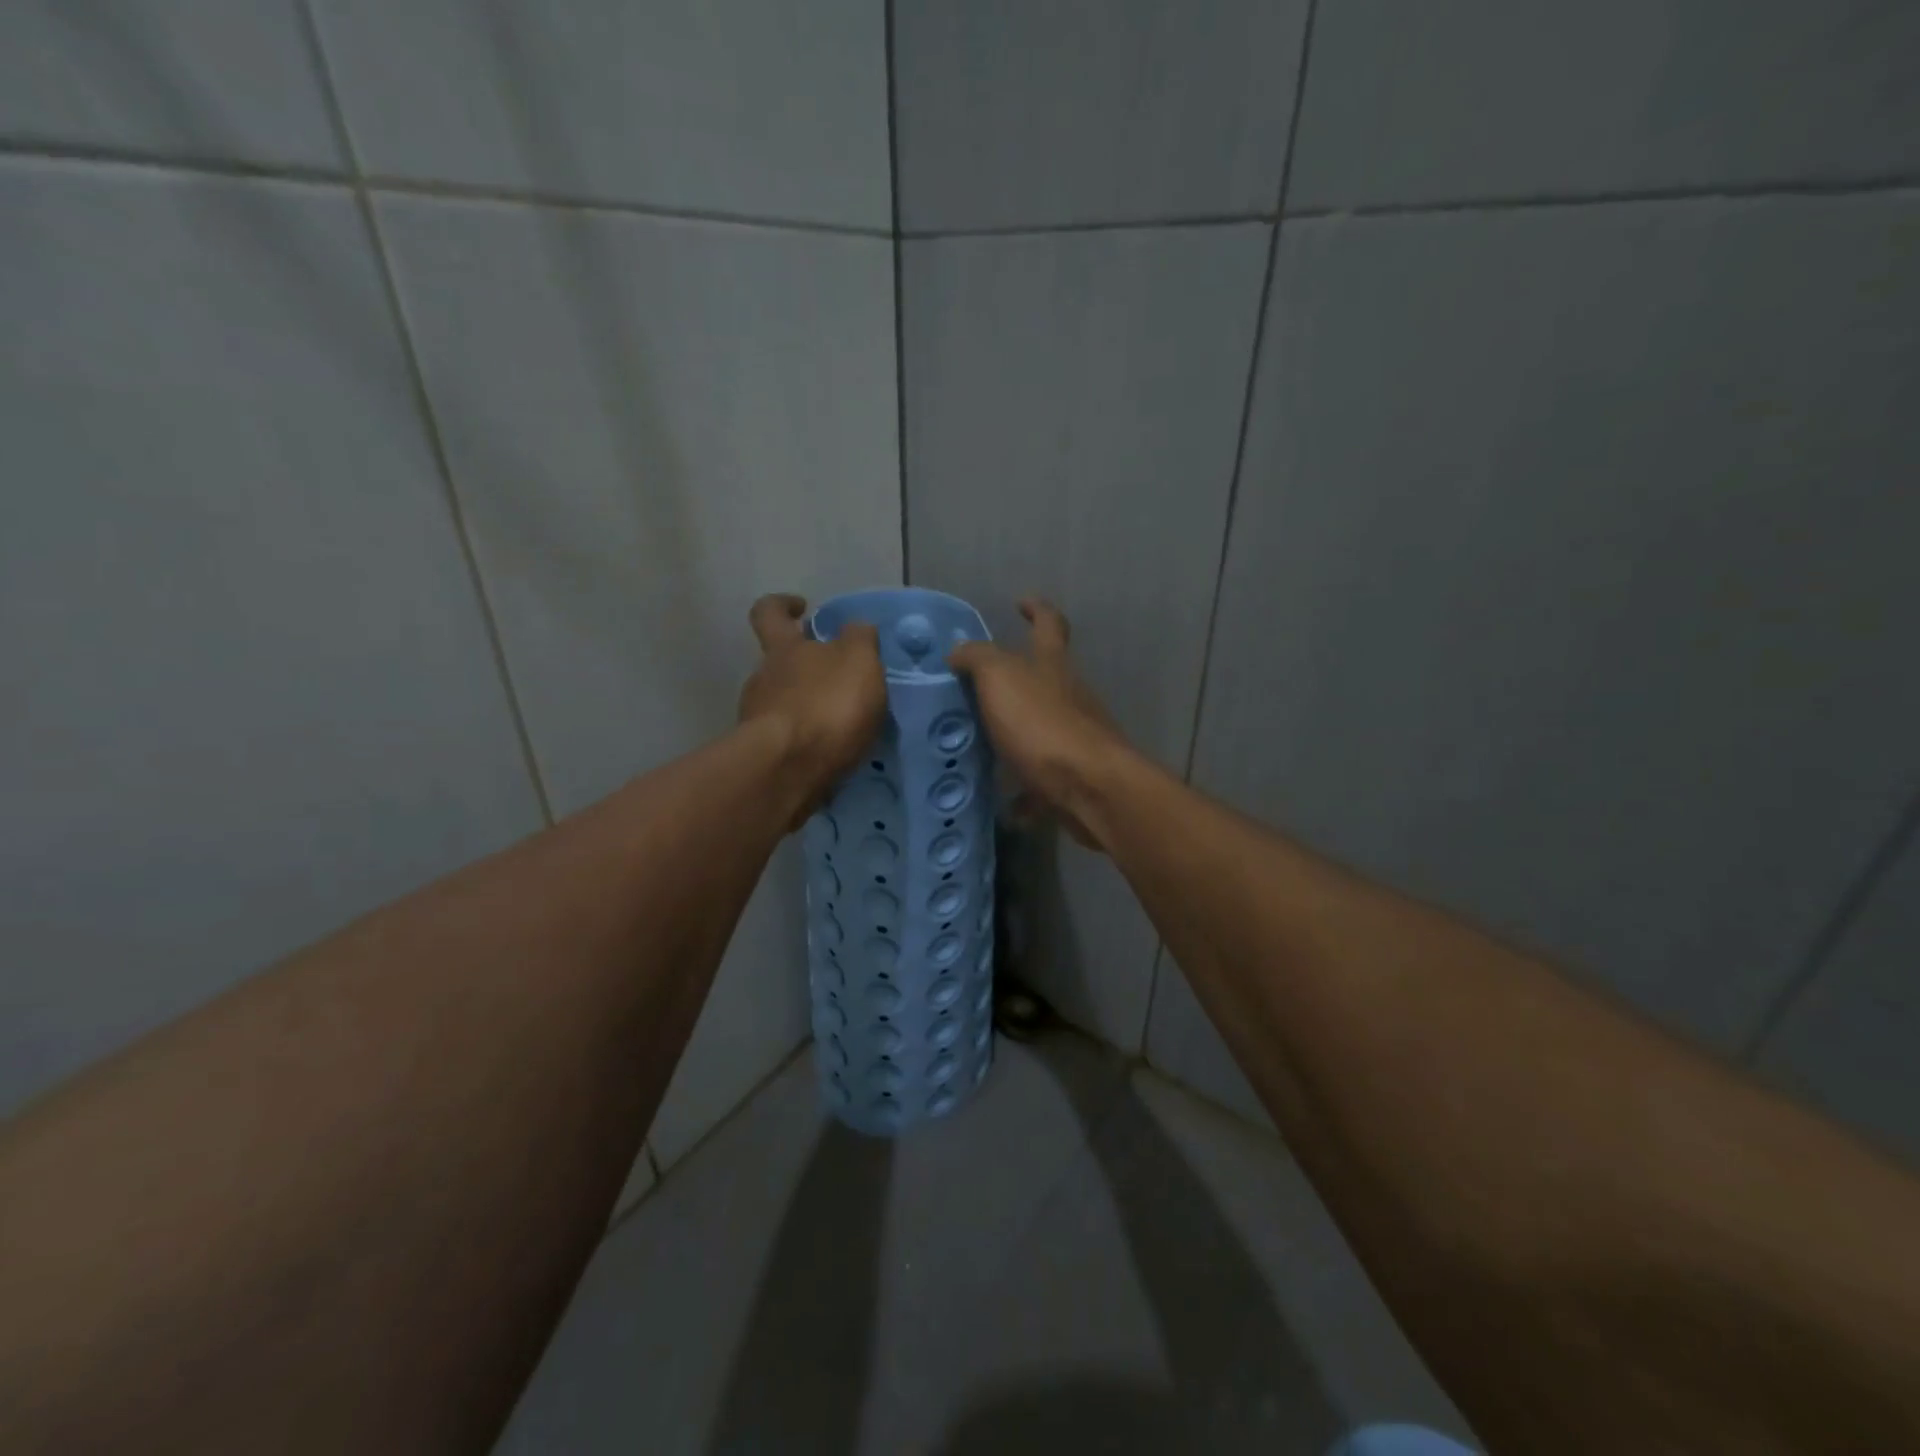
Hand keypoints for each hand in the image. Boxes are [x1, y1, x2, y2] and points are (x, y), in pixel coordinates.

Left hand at [739, 594, 885, 817]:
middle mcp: (763, 679)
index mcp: (784, 649)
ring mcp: (758, 719)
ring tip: (845, 724)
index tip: (803, 608)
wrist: (788, 770)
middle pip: (780, 663)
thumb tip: (855, 629)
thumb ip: (859, 639)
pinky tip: (833, 753)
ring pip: (784, 703)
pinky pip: (789, 740)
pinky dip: (808, 741)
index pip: (770, 612)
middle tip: (843, 679)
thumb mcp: (858, 660)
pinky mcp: (764, 756)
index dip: (783, 605)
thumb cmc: (826, 705)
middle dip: (808, 667)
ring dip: (810, 707)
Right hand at [948, 598, 1128, 848]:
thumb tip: (958, 651)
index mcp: (1052, 666)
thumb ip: (978, 659)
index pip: (1049, 624)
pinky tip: (1005, 806)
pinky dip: (1025, 793)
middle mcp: (1070, 696)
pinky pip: (1043, 783)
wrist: (1090, 788)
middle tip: (978, 690)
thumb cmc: (1042, 724)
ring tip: (980, 748)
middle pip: (1046, 679)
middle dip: (1017, 681)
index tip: (1021, 602)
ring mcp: (1076, 738)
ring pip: (1042, 730)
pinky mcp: (1074, 777)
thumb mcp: (1000, 679)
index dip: (1037, 609)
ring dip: (1016, 738)